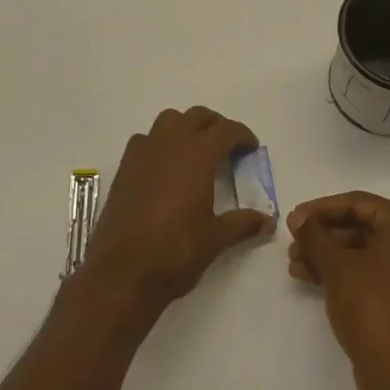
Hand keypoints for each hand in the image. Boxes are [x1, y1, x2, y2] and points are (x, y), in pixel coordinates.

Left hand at [82, 107, 273, 315]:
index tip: (251, 147)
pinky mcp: (124, 167)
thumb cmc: (175, 252)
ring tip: (196, 152)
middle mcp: (169, 144)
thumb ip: (242, 224)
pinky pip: (146, 139)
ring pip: (169, 120)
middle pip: (196, 117)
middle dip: (215, 126)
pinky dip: (160, 143)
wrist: (121, 272)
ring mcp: (143, 153)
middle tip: (227, 147)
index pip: (225, 130)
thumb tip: (268, 221)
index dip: (242, 135)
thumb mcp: (215, 239)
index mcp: (197, 155)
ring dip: (186, 127)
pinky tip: (165, 168)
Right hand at [289, 192, 389, 389]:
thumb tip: (301, 220)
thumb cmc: (372, 308)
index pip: (358, 203)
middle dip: (323, 234)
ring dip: (327, 254)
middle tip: (293, 242)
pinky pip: (370, 274)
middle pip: (361, 226)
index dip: (321, 209)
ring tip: (295, 263)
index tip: (293, 220)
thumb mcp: (337, 266)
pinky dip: (342, 273)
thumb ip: (315, 235)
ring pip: (363, 252)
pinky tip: (308, 278)